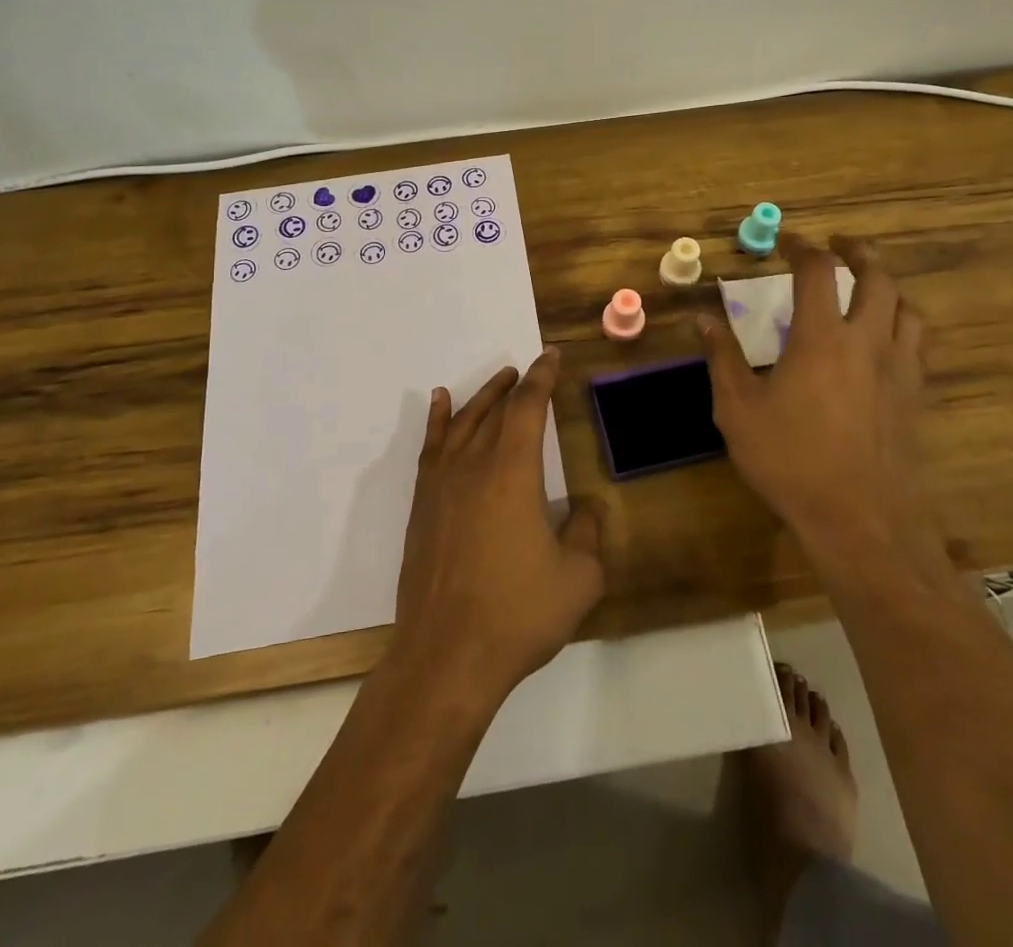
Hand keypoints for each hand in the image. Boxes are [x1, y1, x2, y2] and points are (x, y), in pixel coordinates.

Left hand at [392, 349, 604, 707]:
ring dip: (484, 396)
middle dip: (517, 386)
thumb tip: (588, 508)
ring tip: (500, 379)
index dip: (542, 379)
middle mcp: (474, 465)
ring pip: (464, 422)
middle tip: (531, 369)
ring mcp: (442, 484)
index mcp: (513, 472)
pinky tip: (442, 402)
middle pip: (496, 410)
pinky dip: (439, 419)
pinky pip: (432, 446)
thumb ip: (589, 534)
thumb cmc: (518, 614)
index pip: (528, 409)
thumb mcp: (578, 578)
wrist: (447, 655)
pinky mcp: (423, 505)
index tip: (551, 357)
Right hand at [698, 234, 937, 565]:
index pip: (817, 271)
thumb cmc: (789, 459)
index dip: (802, 248)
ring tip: (869, 287)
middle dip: (858, 252)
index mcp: (821, 337)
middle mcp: (867, 341)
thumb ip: (722, 358)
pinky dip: (903, 326)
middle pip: (877, 277)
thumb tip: (703, 319)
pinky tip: (886, 341)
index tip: (787, 242)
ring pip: (907, 308)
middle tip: (839, 246)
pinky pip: (918, 344)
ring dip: (887, 287)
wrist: (859, 518)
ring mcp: (899, 368)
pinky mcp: (916, 396)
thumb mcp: (738, 409)